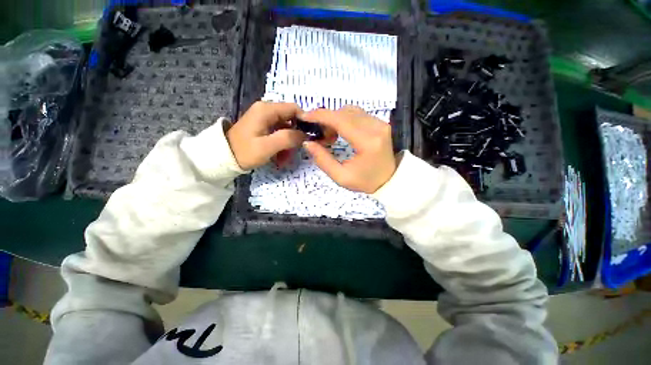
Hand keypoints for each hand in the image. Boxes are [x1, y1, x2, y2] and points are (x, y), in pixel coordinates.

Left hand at [227, 101, 305, 169]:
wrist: (223, 157)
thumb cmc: (244, 152)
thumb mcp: (267, 146)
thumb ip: (288, 138)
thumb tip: (305, 134)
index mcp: (267, 110)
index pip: (294, 108)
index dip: (304, 122)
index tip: (308, 138)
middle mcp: (266, 109)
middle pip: (291, 119)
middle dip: (295, 137)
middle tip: (294, 153)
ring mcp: (264, 118)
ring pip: (286, 128)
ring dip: (288, 143)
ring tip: (285, 158)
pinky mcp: (263, 126)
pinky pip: (279, 133)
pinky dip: (282, 144)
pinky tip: (279, 156)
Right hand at [301, 106, 396, 193]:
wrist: (389, 180)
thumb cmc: (365, 181)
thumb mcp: (341, 177)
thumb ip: (323, 160)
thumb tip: (308, 143)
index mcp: (367, 142)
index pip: (340, 120)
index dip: (320, 116)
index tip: (305, 116)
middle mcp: (376, 127)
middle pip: (344, 112)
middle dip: (326, 118)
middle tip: (317, 131)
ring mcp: (380, 123)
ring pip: (350, 110)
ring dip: (335, 118)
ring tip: (329, 134)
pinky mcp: (380, 123)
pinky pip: (358, 114)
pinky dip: (344, 118)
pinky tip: (340, 131)